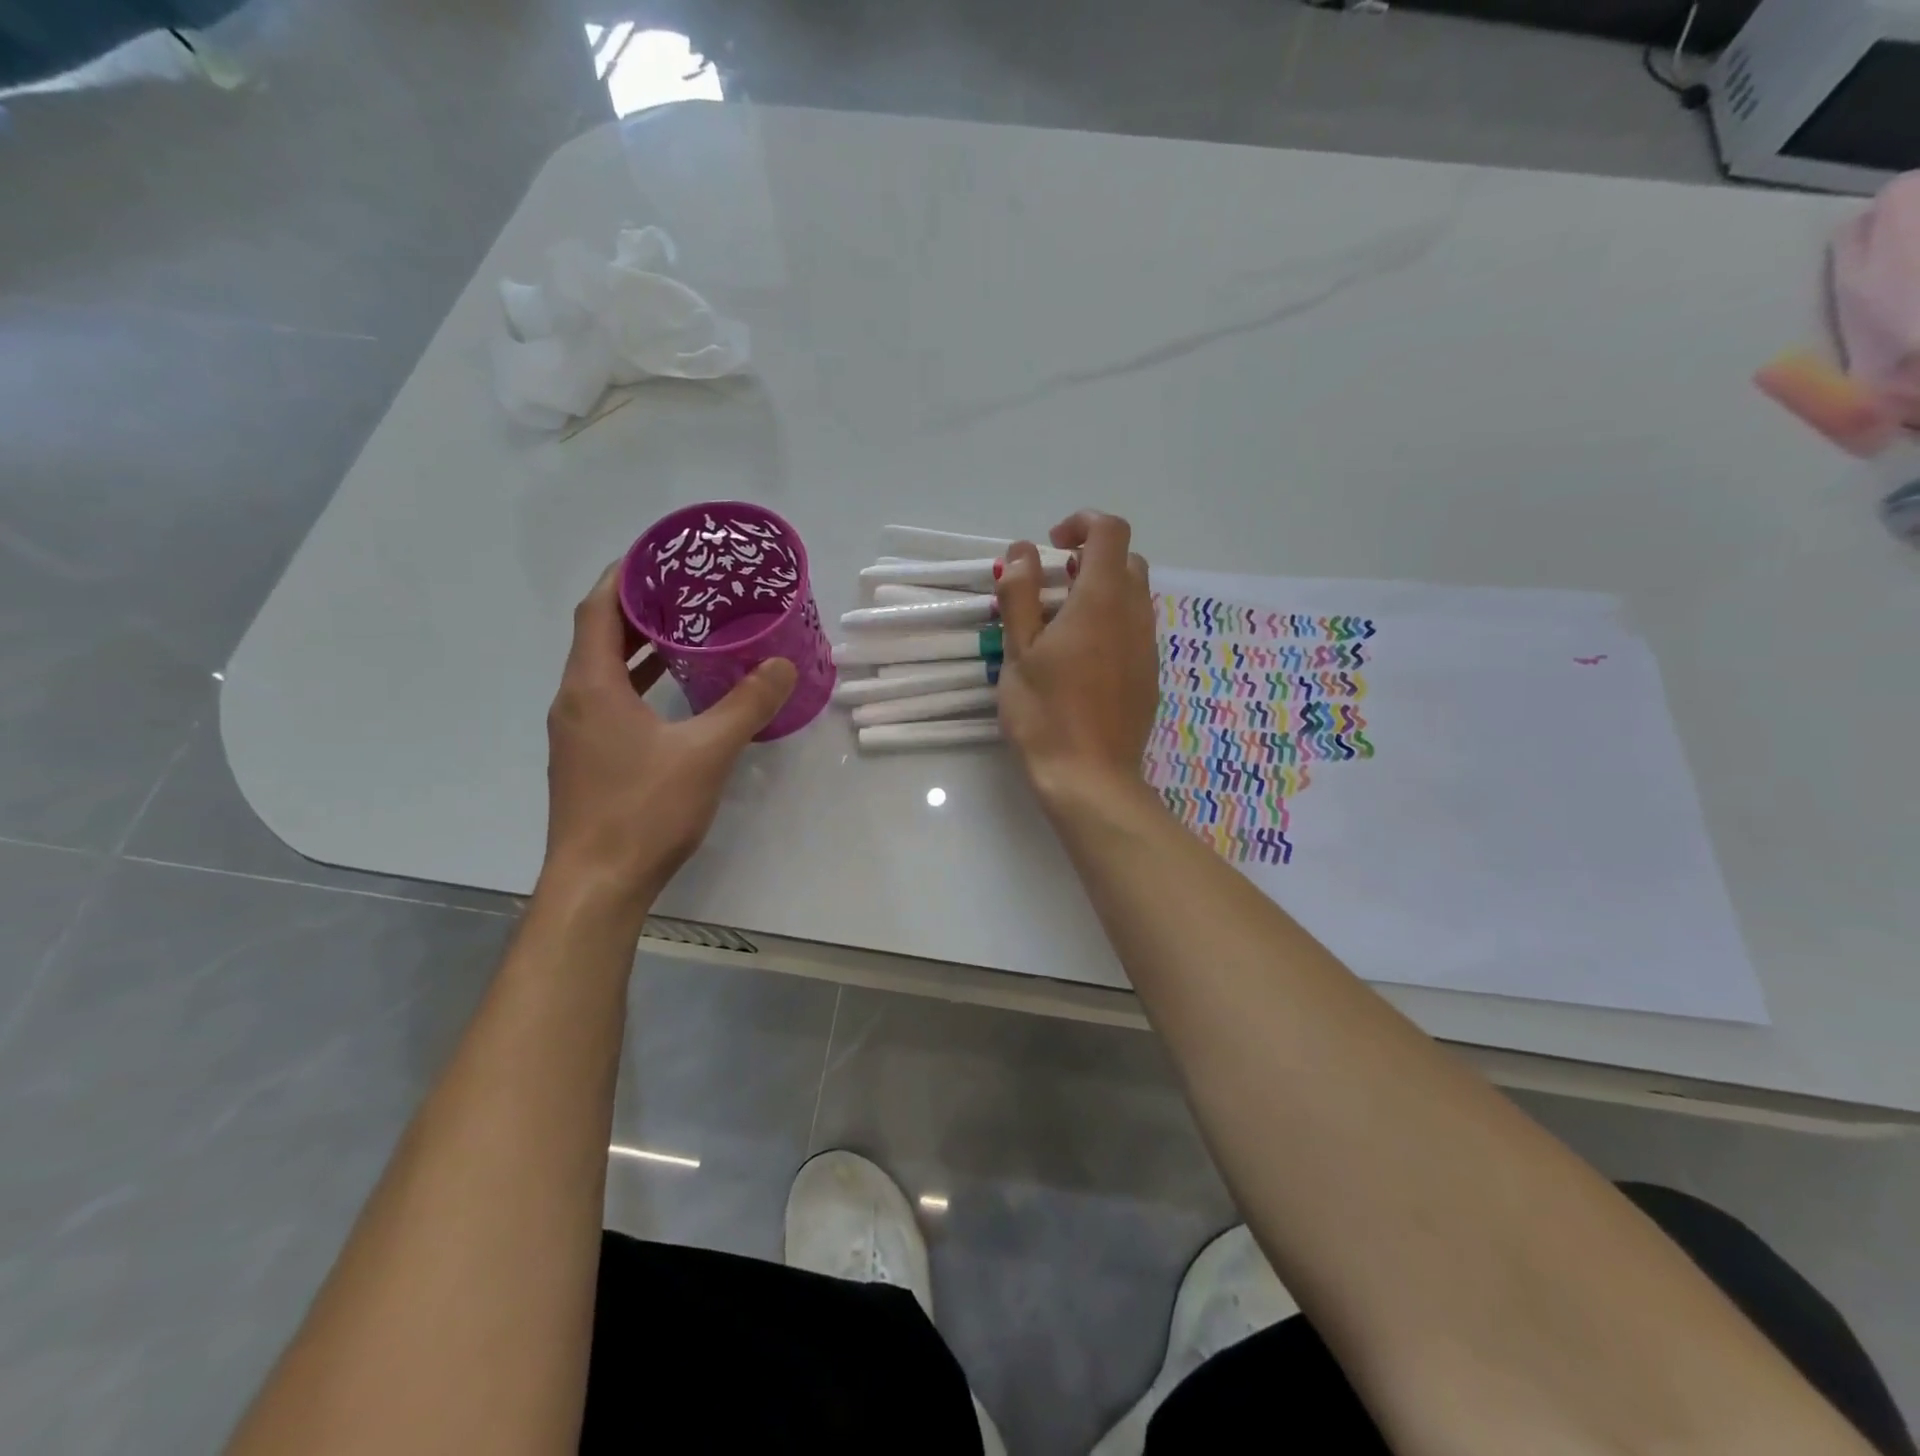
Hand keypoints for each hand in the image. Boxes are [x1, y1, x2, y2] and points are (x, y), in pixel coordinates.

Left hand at [540, 565, 795, 918]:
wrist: (597, 885)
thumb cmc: (644, 810)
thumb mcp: (706, 752)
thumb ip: (746, 705)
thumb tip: (782, 667)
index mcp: (591, 686)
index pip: (597, 609)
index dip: (624, 575)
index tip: (660, 555)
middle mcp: (575, 701)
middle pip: (598, 635)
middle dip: (638, 607)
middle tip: (686, 590)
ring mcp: (577, 733)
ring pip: (603, 671)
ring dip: (638, 647)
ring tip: (685, 630)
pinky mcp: (587, 760)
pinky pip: (610, 701)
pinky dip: (638, 683)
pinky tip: (674, 692)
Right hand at [994, 511, 1159, 807]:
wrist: (1090, 778)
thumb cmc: (1045, 713)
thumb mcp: (1018, 652)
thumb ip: (1020, 595)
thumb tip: (1021, 552)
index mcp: (1101, 600)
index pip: (1110, 532)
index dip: (1082, 524)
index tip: (1051, 547)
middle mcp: (1134, 615)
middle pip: (1126, 561)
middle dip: (1091, 560)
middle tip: (1052, 587)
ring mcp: (1147, 647)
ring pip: (1133, 597)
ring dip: (1101, 593)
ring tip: (1061, 626)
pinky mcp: (1150, 675)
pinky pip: (1135, 630)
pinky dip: (1111, 624)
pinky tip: (1081, 661)